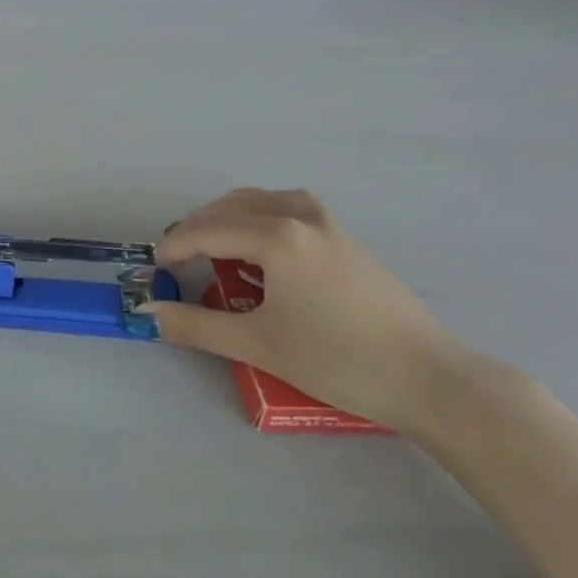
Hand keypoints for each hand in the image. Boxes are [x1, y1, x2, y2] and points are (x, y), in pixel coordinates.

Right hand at [142, 189, 466, 429]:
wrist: (429, 378)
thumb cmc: (338, 359)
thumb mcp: (258, 344)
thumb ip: (197, 326)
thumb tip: (148, 315)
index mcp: (277, 236)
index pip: (208, 230)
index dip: (175, 247)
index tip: (155, 268)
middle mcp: (300, 216)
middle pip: (231, 207)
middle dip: (198, 227)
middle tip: (178, 258)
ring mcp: (329, 223)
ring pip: (262, 200)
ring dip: (229, 216)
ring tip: (213, 246)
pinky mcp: (347, 238)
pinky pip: (288, 208)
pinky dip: (259, 217)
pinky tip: (261, 249)